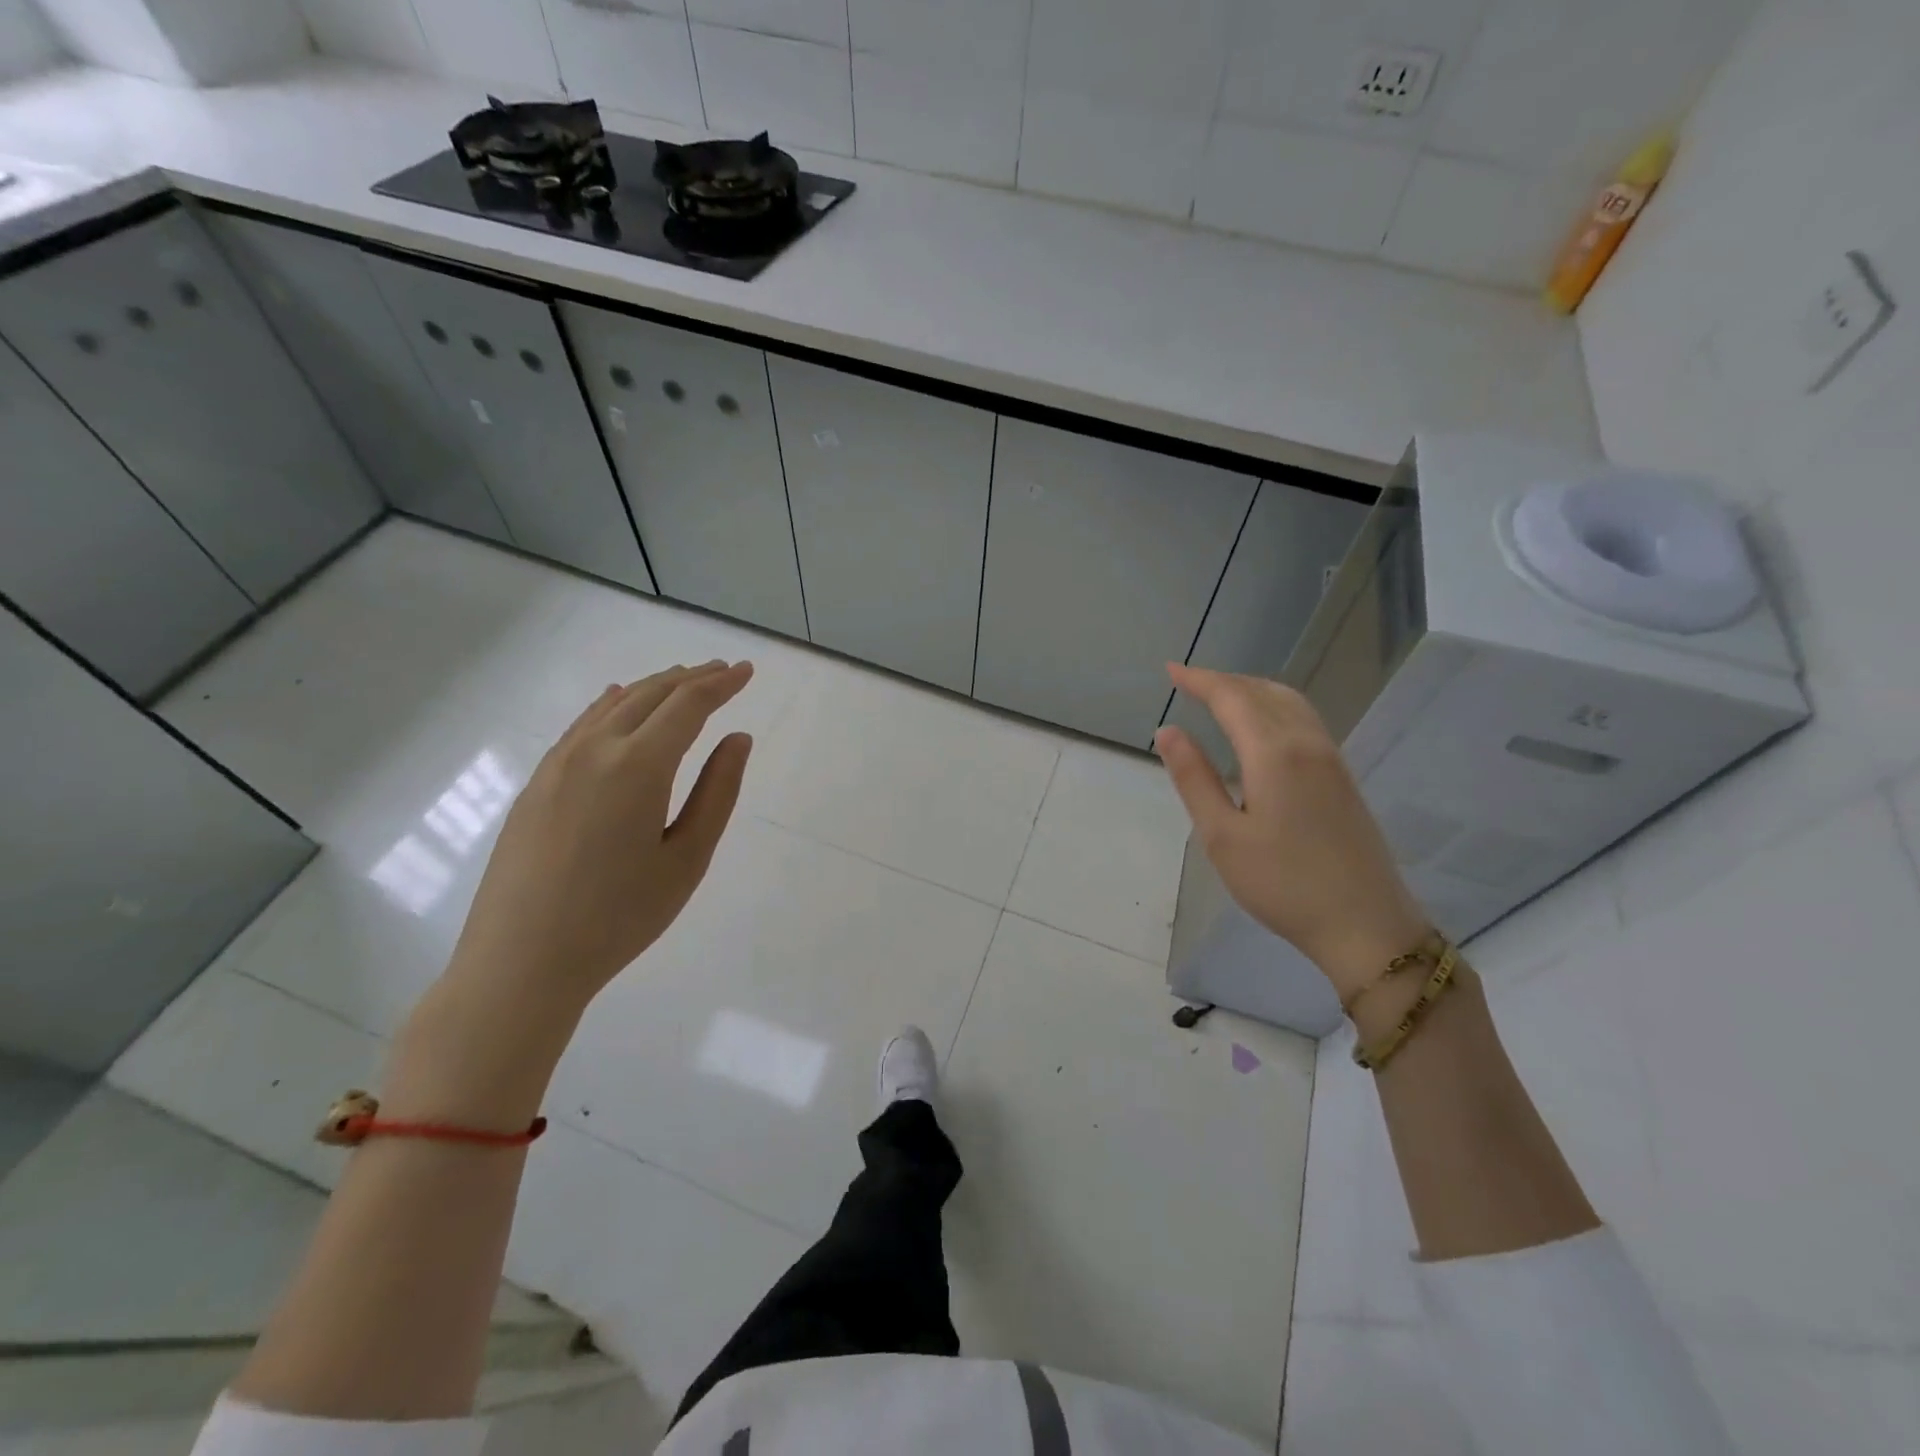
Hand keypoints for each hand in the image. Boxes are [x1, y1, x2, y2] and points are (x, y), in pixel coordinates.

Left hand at [445, 660, 754, 1014]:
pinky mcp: (536, 783)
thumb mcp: (687, 859)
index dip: (721, 684)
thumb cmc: (619, 917)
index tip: (746, 671)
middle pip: (649, 695)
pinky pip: (581, 725)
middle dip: (691, 678)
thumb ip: (718, 792)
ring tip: (681, 680)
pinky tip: (617, 702)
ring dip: (652, 687)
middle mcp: (595, 750)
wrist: (520, 961)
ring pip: (612, 705)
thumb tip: (737, 739)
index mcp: (638, 766)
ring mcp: (557, 764)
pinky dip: (611, 705)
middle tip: (723, 670)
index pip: (688, 705)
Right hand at [1154, 663, 1427, 1000]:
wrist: (1366, 924)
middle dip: (1224, 680)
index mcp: (1274, 753)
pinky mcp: (1343, 776)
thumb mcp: (1222, 836)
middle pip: (1262, 691)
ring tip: (1220, 695)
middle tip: (1189, 682)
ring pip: (1289, 701)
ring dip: (1251, 689)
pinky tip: (1261, 725)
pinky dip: (1274, 704)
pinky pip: (1304, 718)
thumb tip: (1168, 731)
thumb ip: (1194, 778)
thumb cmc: (1282, 884)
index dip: (1200, 679)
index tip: (1170, 670)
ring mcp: (1331, 758)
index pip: (1231, 697)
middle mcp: (1307, 743)